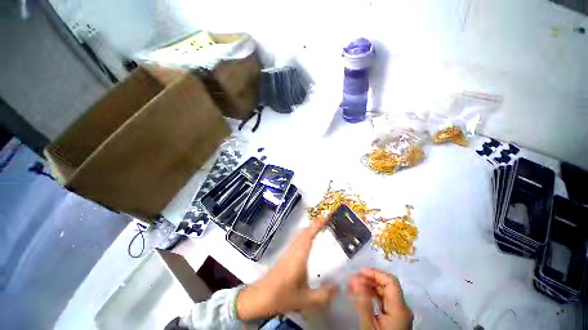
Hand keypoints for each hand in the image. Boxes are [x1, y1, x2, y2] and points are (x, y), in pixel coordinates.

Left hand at [236, 216, 337, 319]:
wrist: (260, 297)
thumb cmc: (282, 296)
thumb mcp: (305, 300)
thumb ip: (322, 295)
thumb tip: (338, 287)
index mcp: (299, 256)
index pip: (309, 234)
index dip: (318, 224)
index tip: (327, 215)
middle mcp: (294, 249)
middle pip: (305, 231)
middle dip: (316, 223)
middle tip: (328, 219)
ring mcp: (289, 251)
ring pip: (300, 234)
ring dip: (310, 227)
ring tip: (321, 226)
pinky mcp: (286, 254)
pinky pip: (298, 239)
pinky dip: (305, 234)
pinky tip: (309, 240)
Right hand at [348, 268, 412, 329]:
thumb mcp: (368, 326)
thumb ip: (362, 301)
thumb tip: (355, 278)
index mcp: (399, 309)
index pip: (391, 281)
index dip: (375, 273)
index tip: (359, 272)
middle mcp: (402, 308)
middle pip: (388, 285)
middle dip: (370, 279)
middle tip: (353, 280)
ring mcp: (399, 313)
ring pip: (385, 292)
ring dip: (370, 286)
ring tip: (354, 286)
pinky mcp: (395, 317)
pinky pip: (384, 300)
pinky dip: (372, 295)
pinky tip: (361, 296)